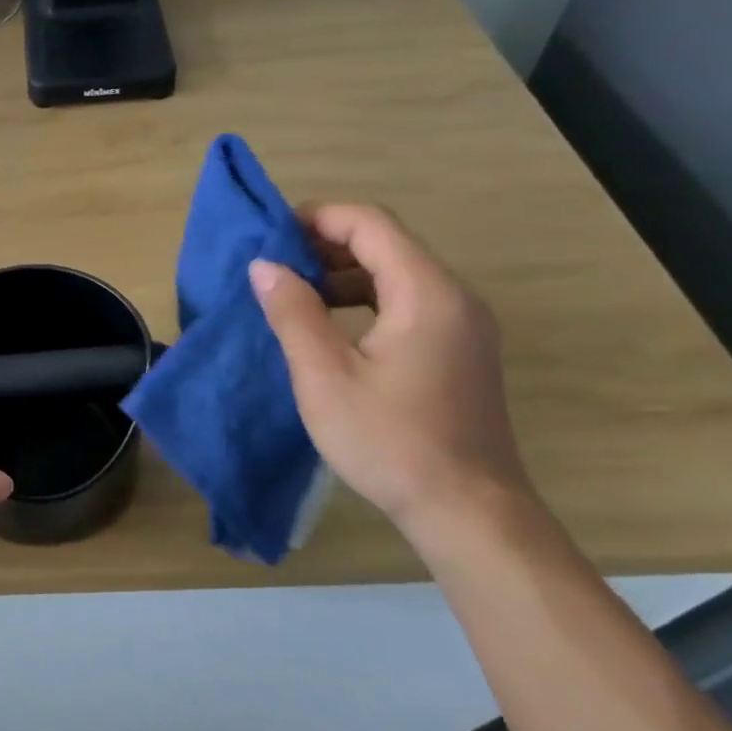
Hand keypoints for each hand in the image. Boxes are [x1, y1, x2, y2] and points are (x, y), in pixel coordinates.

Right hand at [248, 203, 532, 535]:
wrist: (467, 511)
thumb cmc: (390, 441)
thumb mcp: (325, 376)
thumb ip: (293, 313)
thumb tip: (264, 266)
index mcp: (427, 293)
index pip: (370, 225)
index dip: (317, 219)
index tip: (270, 237)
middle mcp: (454, 297)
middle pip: (386, 245)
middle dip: (325, 248)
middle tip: (273, 270)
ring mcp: (463, 326)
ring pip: (396, 276)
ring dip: (343, 277)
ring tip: (293, 298)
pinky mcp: (459, 352)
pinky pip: (407, 305)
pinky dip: (364, 303)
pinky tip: (330, 331)